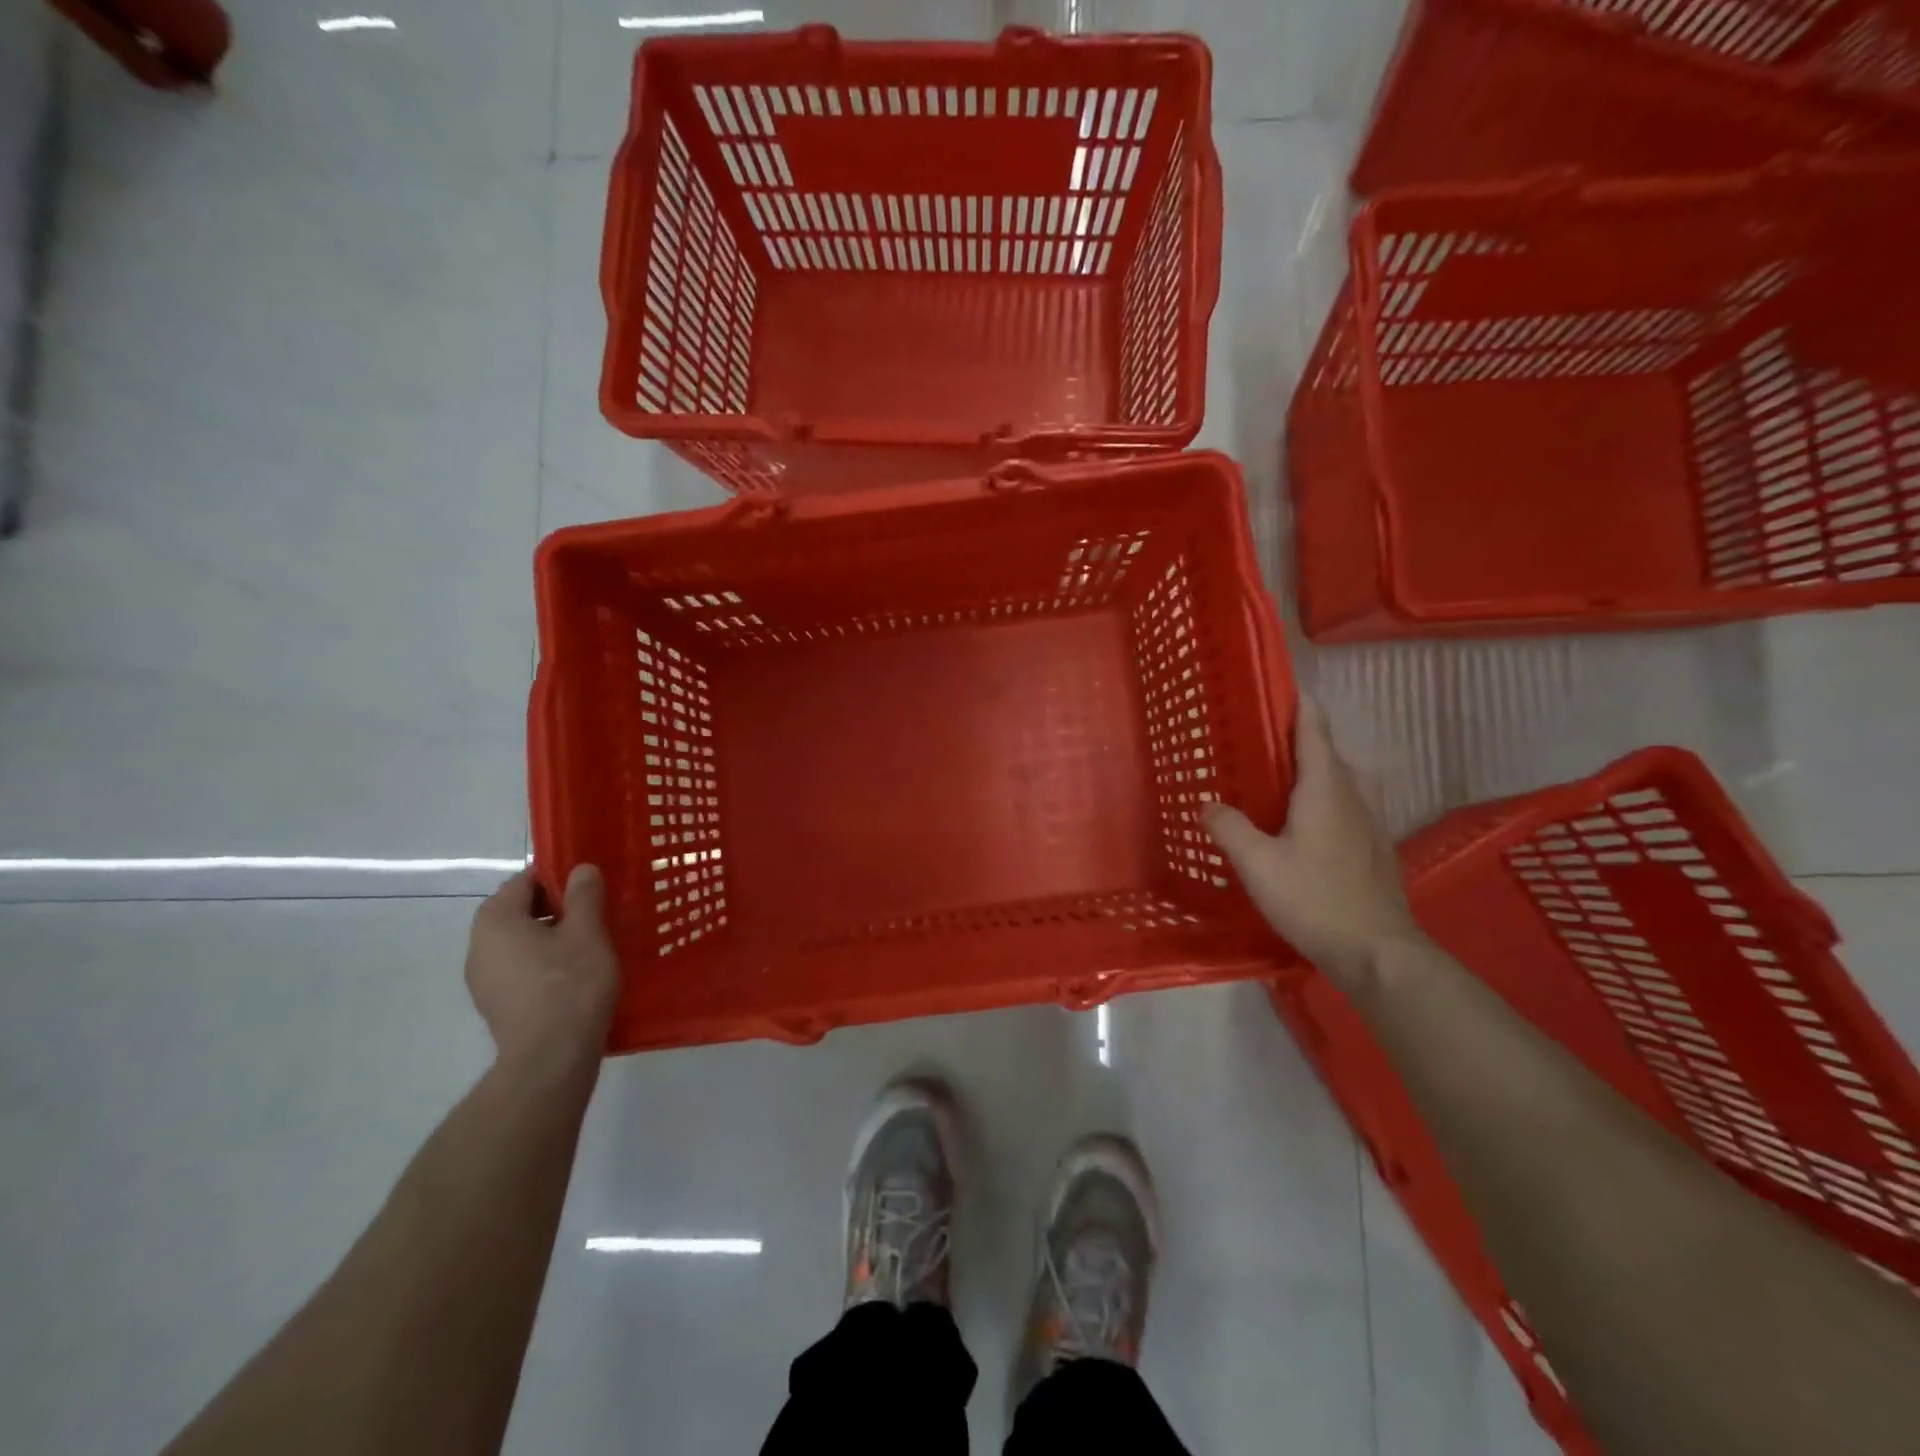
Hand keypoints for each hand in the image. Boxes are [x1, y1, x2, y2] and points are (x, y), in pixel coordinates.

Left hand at [465, 866, 619, 1076]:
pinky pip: (520, 968)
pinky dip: (543, 963)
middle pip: (519, 911)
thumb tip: (581, 868)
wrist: (550, 1059)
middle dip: (556, 908)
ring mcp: (483, 979)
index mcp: (495, 920)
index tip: (591, 886)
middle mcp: (478, 946)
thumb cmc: (570, 984)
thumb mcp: (587, 932)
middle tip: (595, 914)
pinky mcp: (495, 1005)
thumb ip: (584, 894)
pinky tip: (574, 975)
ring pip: (520, 941)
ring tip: (590, 944)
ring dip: (551, 937)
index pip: (524, 881)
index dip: (559, 877)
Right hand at [1204, 698, 1422, 989]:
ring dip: (1313, 771)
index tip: (1282, 686)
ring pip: (1340, 782)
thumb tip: (1207, 804)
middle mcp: (1352, 797)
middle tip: (1261, 740)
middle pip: (1328, 754)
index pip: (1314, 731)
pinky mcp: (1374, 850)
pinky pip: (1345, 808)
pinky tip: (1302, 826)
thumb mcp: (1258, 865)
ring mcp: (1369, 824)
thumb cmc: (1315, 899)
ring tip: (1278, 781)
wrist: (1378, 952)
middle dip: (1300, 739)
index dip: (1299, 705)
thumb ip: (1230, 829)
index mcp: (1325, 790)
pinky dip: (1323, 800)